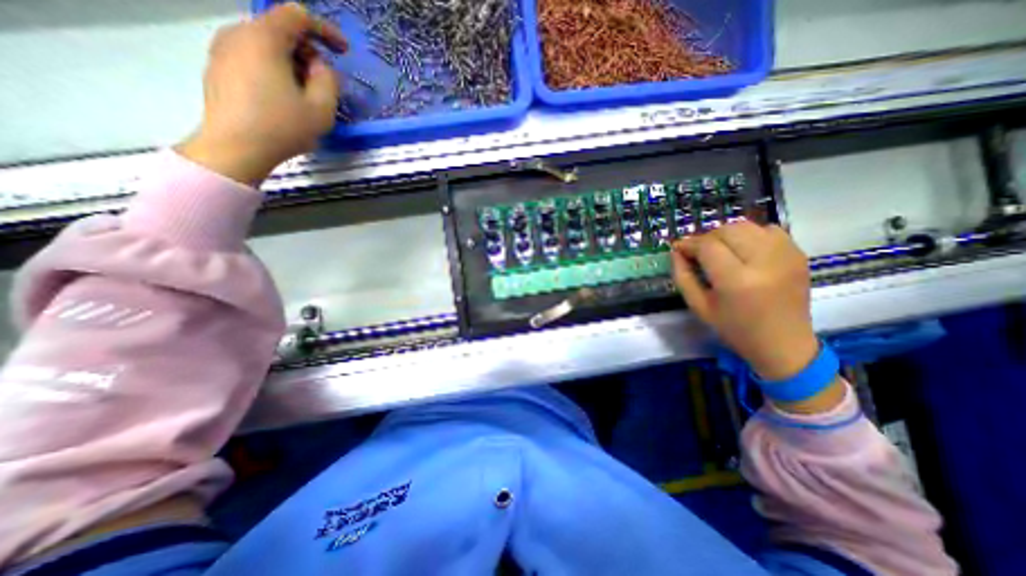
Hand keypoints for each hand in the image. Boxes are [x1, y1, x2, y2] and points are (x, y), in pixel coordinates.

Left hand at [178, 2, 345, 183]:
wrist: (235, 148)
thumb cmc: (283, 128)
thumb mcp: (321, 109)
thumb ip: (329, 81)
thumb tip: (321, 68)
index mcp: (264, 39)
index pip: (297, 16)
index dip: (326, 30)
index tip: (344, 52)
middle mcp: (238, 34)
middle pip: (280, 30)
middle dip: (308, 52)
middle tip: (324, 83)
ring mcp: (222, 49)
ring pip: (266, 45)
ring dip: (292, 63)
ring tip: (305, 95)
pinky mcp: (218, 67)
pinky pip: (253, 58)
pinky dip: (275, 70)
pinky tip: (284, 99)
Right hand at [676, 220, 817, 380]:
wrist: (783, 344)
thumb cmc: (734, 329)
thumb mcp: (699, 306)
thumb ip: (683, 276)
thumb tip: (676, 251)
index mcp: (737, 281)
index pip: (708, 246)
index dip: (689, 243)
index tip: (679, 248)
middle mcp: (765, 262)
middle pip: (728, 230)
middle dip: (707, 237)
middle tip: (698, 251)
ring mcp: (786, 256)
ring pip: (748, 226)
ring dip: (727, 233)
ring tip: (719, 249)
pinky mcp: (798, 254)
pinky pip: (769, 230)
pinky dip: (751, 234)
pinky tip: (744, 250)